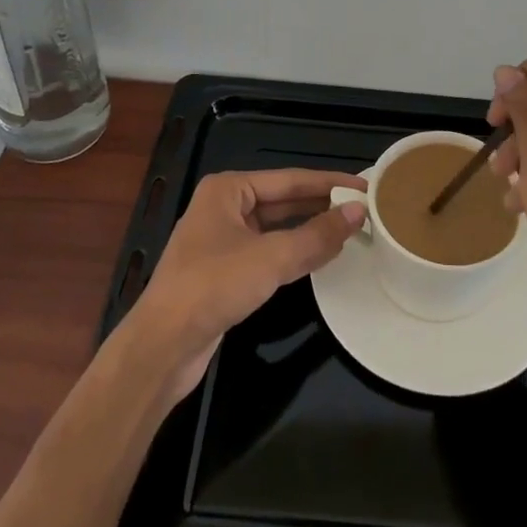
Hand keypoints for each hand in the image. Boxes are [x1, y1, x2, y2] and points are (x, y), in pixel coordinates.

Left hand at [124, 169, 366, 405]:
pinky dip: (294, 252)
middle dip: (321, 205)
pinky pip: (268, 252)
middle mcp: (224, 207)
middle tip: (363, 209)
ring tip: (349, 229)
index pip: (290, 179)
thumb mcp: (271, 258)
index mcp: (228, 189)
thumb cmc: (213, 287)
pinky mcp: (224, 271)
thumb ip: (317, 235)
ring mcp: (222, 240)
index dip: (329, 183)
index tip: (365, 186)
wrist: (162, 347)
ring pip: (276, 228)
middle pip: (283, 200)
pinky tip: (319, 257)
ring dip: (309, 229)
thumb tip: (358, 213)